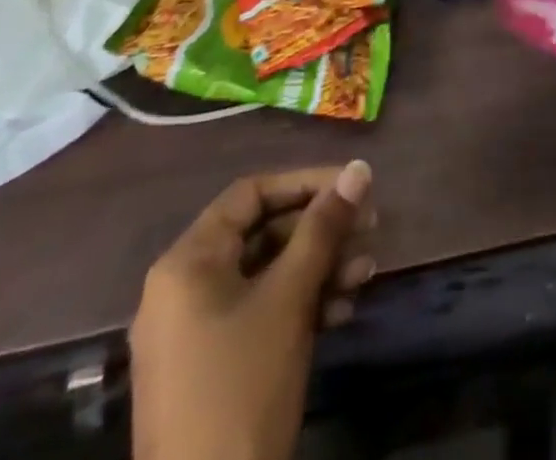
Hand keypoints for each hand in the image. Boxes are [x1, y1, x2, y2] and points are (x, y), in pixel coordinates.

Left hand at [130, 162, 375, 459]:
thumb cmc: (242, 386)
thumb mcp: (289, 298)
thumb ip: (324, 227)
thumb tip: (359, 168)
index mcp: (187, 262)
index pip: (252, 194)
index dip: (306, 182)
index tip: (354, 186)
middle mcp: (184, 288)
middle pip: (263, 233)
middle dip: (321, 230)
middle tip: (371, 227)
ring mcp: (196, 332)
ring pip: (267, 274)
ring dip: (320, 267)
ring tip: (366, 272)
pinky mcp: (212, 367)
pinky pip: (260, 312)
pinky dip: (301, 304)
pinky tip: (343, 310)